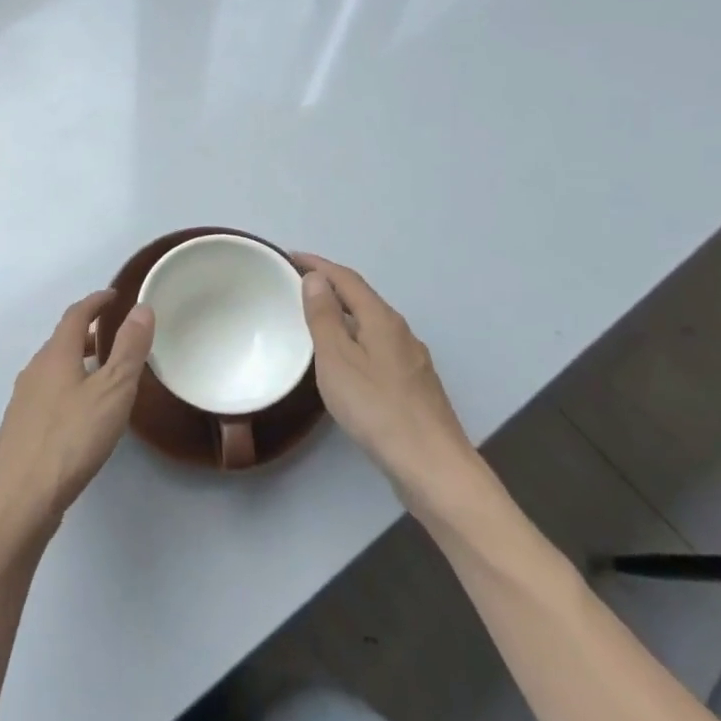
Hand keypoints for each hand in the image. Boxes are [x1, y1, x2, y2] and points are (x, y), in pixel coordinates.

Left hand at [0, 290, 155, 537]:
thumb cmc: (71, 439)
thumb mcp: (112, 392)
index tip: (114, 296)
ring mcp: (23, 400)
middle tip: (114, 334)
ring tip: (102, 372)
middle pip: (62, 340)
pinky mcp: (20, 428)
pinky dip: (67, 386)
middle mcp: (34, 370)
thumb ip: (129, 350)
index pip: (76, 315)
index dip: (96, 302)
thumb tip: (141, 308)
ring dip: (77, 361)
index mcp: (56, 355)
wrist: (20, 499)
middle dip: (87, 332)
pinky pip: (47, 392)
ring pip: (53, 368)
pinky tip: (79, 412)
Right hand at [293, 254, 477, 490]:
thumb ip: (324, 317)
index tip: (289, 256)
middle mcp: (400, 332)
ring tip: (315, 318)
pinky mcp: (413, 385)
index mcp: (381, 319)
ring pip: (371, 324)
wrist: (431, 464)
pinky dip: (354, 338)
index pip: (347, 279)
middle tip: (296, 285)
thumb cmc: (376, 408)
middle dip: (330, 286)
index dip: (318, 265)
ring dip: (343, 313)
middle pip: (362, 298)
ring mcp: (411, 359)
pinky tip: (345, 360)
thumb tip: (317, 278)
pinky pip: (377, 346)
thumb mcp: (337, 359)